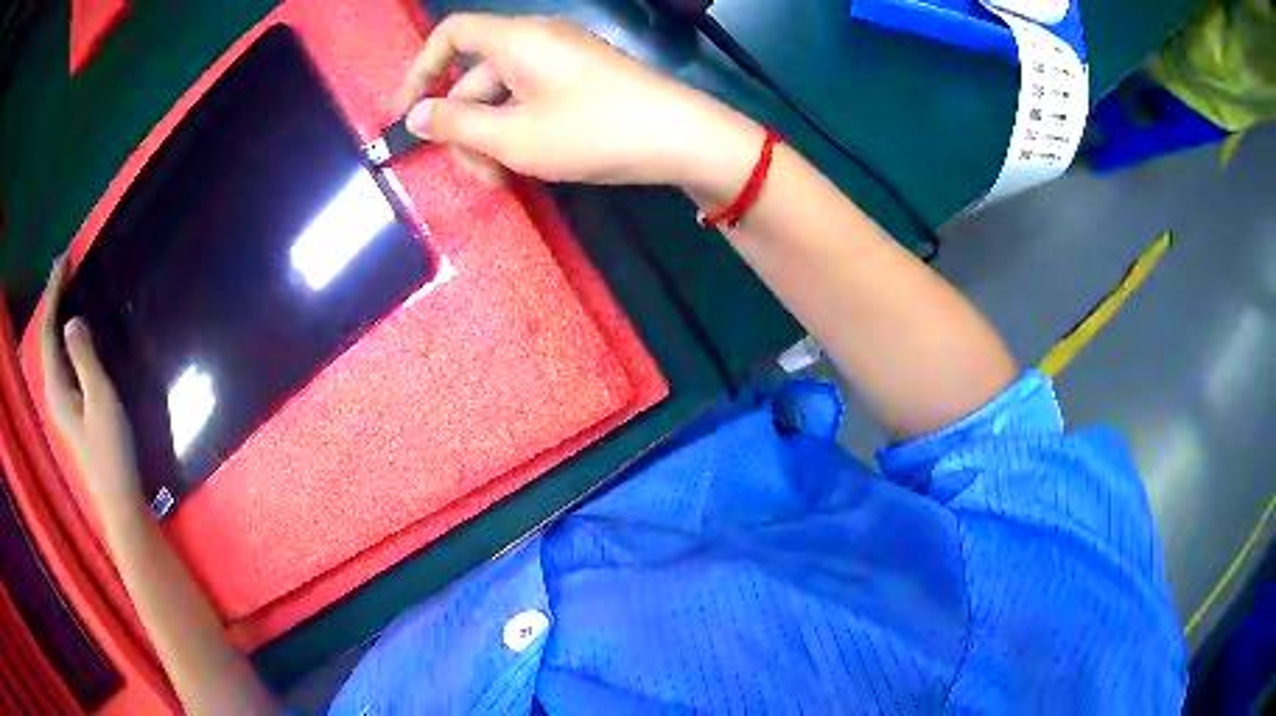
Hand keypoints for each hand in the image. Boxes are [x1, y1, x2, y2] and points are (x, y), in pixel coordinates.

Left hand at [40, 256, 142, 518]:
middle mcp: (53, 391)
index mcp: (56, 387)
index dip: (54, 293)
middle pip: (47, 337)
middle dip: (53, 300)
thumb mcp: (100, 400)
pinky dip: (64, 336)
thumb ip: (85, 359)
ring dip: (57, 316)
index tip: (64, 260)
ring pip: (53, 349)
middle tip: (65, 267)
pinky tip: (72, 330)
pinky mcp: (71, 408)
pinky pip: (61, 360)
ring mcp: (61, 401)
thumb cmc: (111, 449)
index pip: (49, 330)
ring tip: (66, 289)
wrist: (119, 498)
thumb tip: (72, 320)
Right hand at [398, 14, 762, 200]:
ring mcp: (562, 61)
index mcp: (516, 39)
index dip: (419, 70)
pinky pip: (531, 99)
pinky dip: (519, 131)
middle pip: (475, 77)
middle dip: (466, 128)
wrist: (683, 139)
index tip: (405, 116)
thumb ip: (457, 124)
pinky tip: (528, 166)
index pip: (451, 35)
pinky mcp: (581, 81)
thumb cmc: (594, 131)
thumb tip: (415, 116)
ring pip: (503, 96)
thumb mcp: (515, 136)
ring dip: (493, 139)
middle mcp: (537, 40)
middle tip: (479, 176)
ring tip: (506, 181)